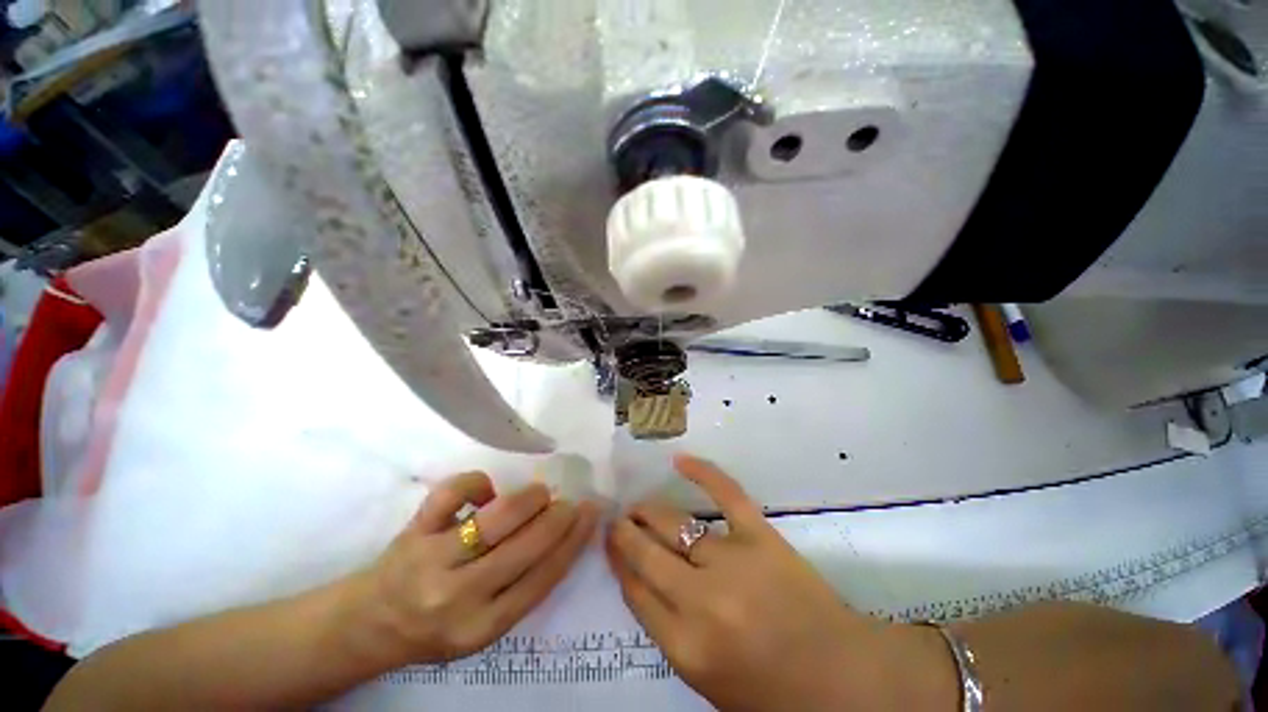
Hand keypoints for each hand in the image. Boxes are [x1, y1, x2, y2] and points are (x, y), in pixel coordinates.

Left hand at [347, 472, 599, 666]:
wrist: (371, 624)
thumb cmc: (438, 626)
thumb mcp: (486, 626)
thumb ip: (525, 586)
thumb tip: (565, 534)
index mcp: (485, 627)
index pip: (544, 577)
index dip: (575, 539)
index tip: (591, 512)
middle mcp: (460, 598)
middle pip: (527, 546)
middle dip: (558, 515)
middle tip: (567, 501)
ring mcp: (433, 561)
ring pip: (496, 518)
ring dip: (528, 498)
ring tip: (537, 494)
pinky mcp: (414, 531)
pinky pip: (452, 493)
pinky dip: (477, 482)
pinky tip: (485, 491)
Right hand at [606, 455, 934, 711]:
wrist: (840, 679)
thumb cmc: (769, 690)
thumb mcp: (705, 678)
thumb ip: (667, 629)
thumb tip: (639, 578)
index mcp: (686, 646)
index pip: (634, 591)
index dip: (618, 562)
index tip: (610, 544)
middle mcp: (701, 601)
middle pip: (646, 553)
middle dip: (625, 532)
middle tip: (618, 520)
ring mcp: (732, 561)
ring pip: (674, 523)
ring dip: (648, 510)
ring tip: (638, 505)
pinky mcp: (760, 535)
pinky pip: (725, 494)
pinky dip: (702, 472)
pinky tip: (679, 461)